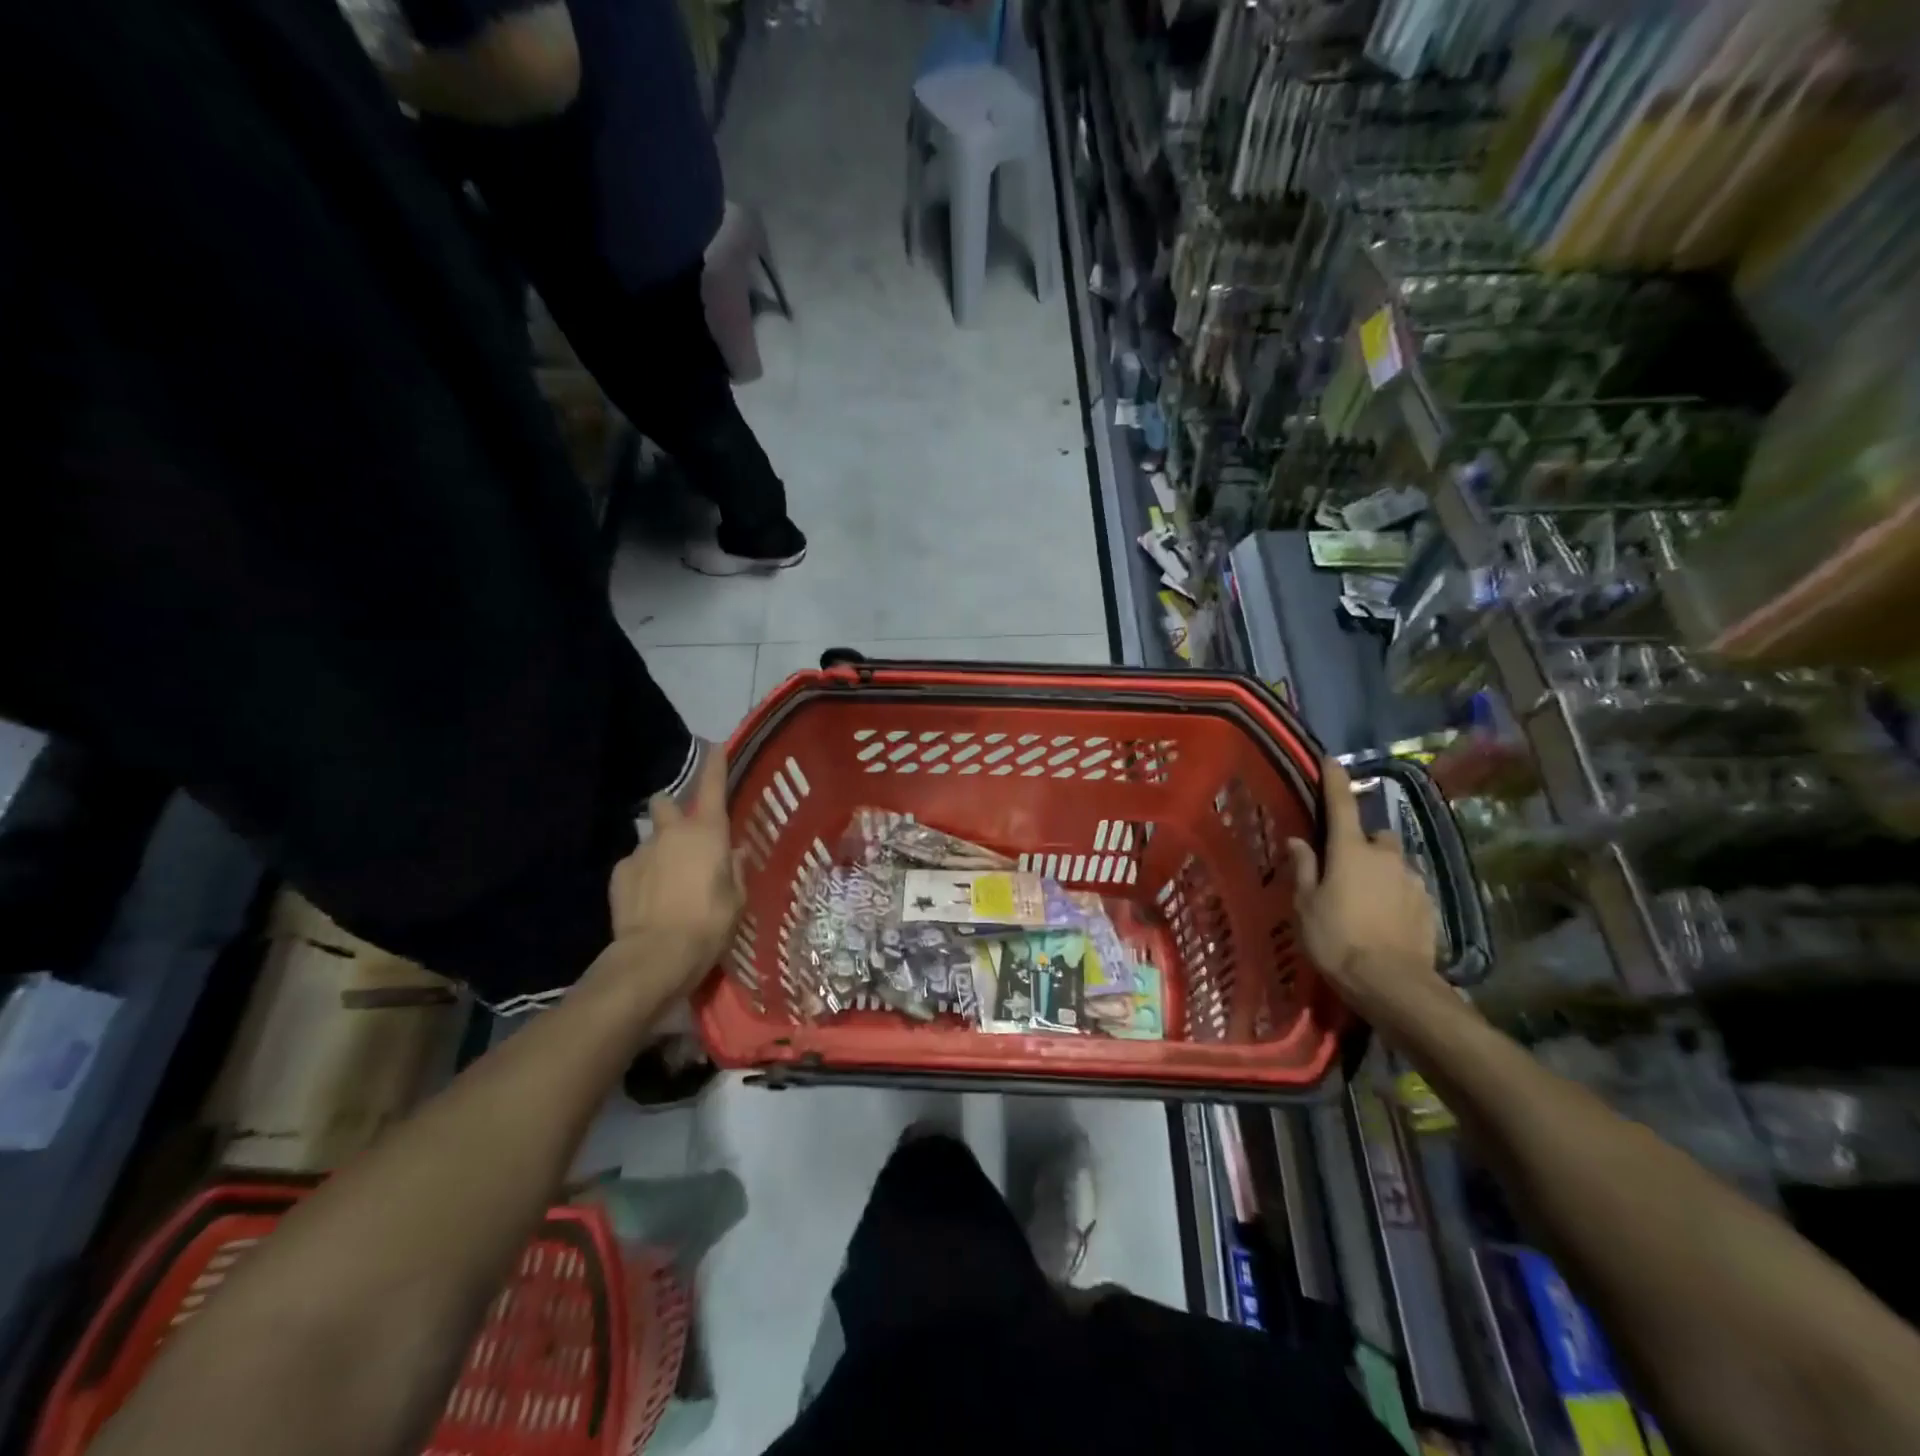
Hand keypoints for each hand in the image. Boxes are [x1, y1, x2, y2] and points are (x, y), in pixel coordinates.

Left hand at [601, 747, 743, 996]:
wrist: (655, 956)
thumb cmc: (709, 924)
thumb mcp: (737, 900)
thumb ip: (735, 870)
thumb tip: (733, 853)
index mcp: (708, 833)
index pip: (713, 786)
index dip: (715, 764)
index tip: (715, 746)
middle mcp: (673, 832)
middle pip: (666, 802)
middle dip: (673, 811)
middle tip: (683, 835)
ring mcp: (641, 850)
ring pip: (650, 836)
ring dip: (658, 848)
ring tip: (666, 878)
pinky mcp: (619, 873)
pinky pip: (634, 864)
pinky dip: (642, 874)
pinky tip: (648, 899)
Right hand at [1287, 756, 1442, 1017]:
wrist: (1392, 983)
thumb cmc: (1336, 938)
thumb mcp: (1305, 904)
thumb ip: (1303, 868)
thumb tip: (1298, 840)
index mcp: (1349, 850)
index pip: (1341, 803)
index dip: (1334, 779)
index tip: (1330, 760)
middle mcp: (1385, 855)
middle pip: (1374, 836)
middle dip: (1362, 844)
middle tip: (1343, 869)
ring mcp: (1412, 879)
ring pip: (1394, 862)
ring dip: (1380, 870)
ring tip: (1364, 899)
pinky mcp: (1429, 905)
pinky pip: (1407, 888)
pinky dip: (1395, 894)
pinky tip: (1384, 919)